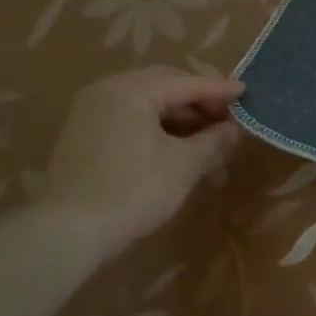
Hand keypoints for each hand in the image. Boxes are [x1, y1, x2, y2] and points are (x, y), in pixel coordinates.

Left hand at [39, 68, 242, 260]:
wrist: (69, 232)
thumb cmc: (134, 190)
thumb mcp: (184, 165)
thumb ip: (213, 140)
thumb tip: (232, 130)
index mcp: (131, 90)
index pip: (186, 82)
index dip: (219, 90)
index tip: (246, 93)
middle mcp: (107, 92)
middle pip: (165, 87)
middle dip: (199, 104)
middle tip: (227, 120)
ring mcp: (92, 114)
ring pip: (148, 107)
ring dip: (182, 122)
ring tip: (210, 145)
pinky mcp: (86, 138)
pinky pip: (132, 123)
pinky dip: (160, 132)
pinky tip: (181, 154)